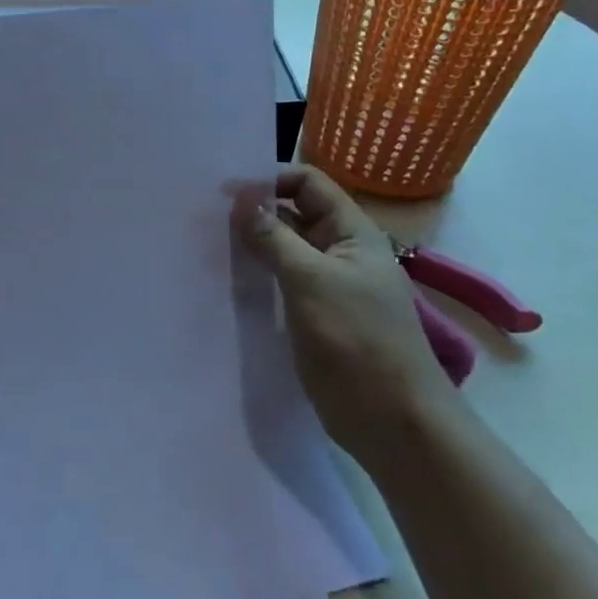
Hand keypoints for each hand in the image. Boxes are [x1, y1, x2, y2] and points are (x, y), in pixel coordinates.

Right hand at [236, 166, 461, 464]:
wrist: (392, 419)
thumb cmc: (357, 339)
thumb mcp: (311, 280)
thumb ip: (273, 237)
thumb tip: (239, 198)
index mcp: (352, 232)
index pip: (308, 183)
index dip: (270, 179)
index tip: (225, 192)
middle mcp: (339, 251)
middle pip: (294, 213)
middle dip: (254, 210)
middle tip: (205, 216)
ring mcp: (326, 284)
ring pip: (283, 248)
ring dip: (251, 243)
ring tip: (207, 242)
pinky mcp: (312, 314)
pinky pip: (280, 281)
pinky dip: (255, 273)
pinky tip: (225, 276)